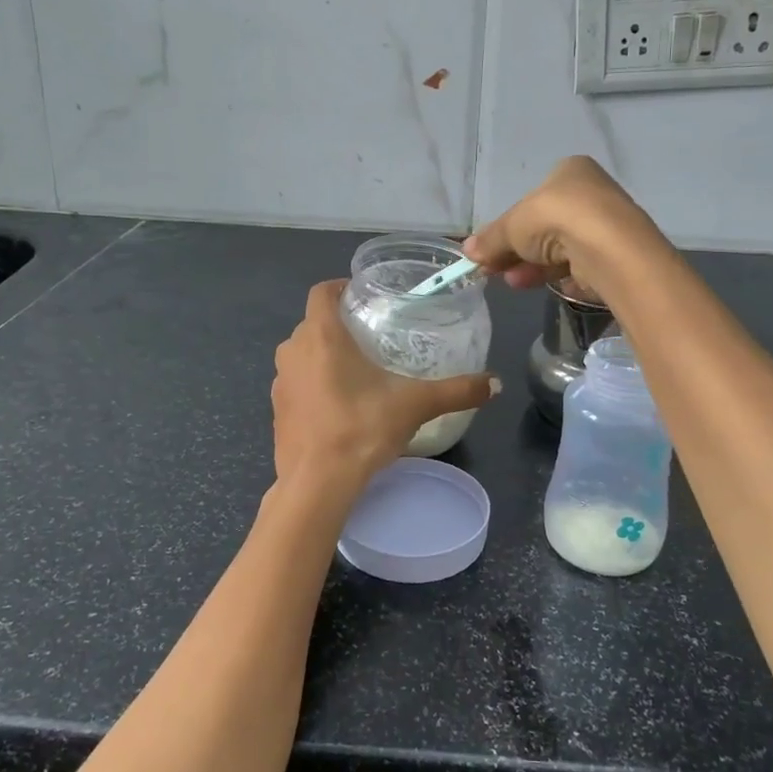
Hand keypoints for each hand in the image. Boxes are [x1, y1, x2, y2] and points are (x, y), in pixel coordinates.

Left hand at [272, 281, 496, 484]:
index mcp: (321, 335)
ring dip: (323, 355)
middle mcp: (293, 351)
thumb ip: (456, 391)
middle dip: (338, 324)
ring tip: (357, 370)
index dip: (339, 287)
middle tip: (371, 334)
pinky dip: (313, 385)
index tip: (363, 296)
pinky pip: (296, 384)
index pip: (321, 292)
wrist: (316, 484)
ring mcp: (279, 382)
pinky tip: (339, 406)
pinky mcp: (276, 411)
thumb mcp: (415, 405)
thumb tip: (496, 384)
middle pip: (313, 323)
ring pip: (301, 354)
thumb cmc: (361, 428)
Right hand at [463, 156, 662, 298]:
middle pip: (544, 226)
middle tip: (493, 268)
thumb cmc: (556, 218)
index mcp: (570, 171)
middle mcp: (591, 194)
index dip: (509, 224)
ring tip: (509, 281)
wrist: (606, 248)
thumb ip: (491, 239)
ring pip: (558, 249)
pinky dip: (553, 276)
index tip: (490, 247)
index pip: (533, 197)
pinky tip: (533, 286)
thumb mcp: (512, 226)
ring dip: (529, 265)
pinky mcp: (612, 256)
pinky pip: (575, 266)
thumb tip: (466, 251)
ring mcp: (604, 227)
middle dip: (516, 249)